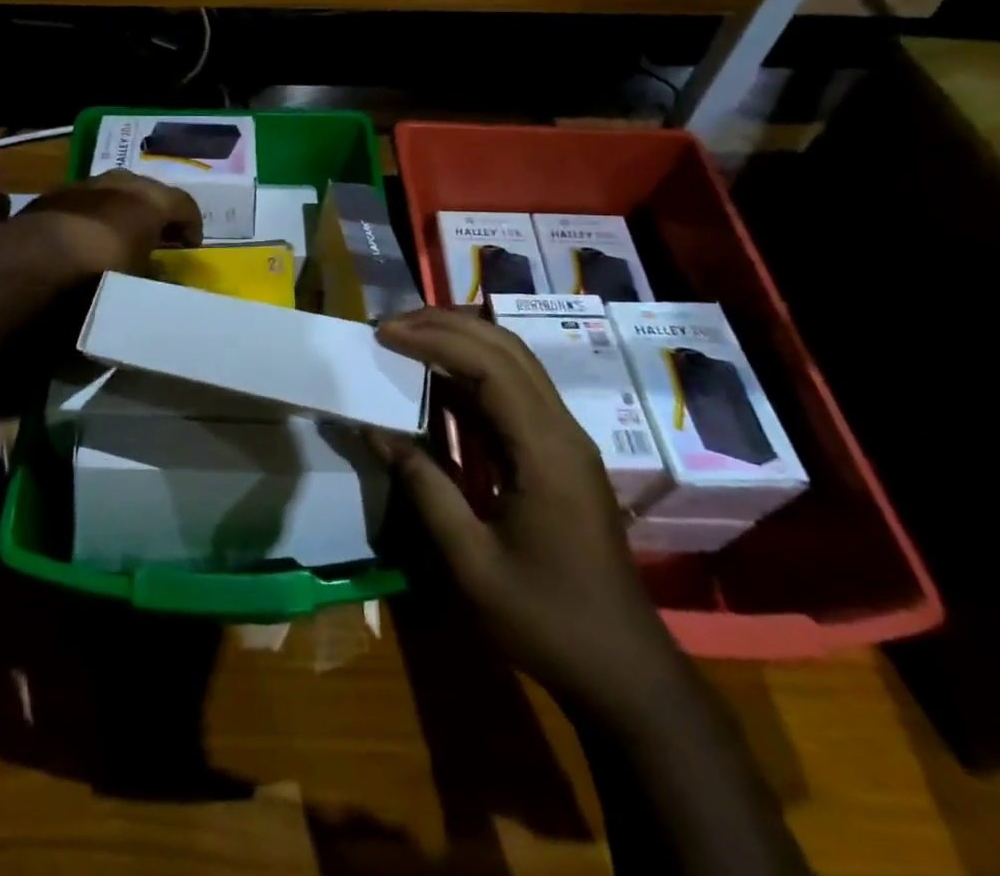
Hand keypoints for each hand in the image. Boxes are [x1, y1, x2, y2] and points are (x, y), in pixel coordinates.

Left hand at [20, 169, 203, 277]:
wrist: (35, 261)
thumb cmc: (102, 272)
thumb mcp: (139, 283)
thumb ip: (155, 276)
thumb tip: (162, 276)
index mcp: (150, 200)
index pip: (184, 204)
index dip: (192, 224)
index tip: (190, 246)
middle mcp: (120, 183)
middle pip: (148, 190)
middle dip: (155, 211)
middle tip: (158, 235)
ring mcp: (84, 185)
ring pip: (112, 191)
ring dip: (120, 209)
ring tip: (119, 234)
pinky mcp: (53, 195)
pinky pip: (82, 202)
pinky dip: (90, 215)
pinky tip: (84, 237)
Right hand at [372, 309, 678, 721]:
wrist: (624, 672)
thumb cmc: (547, 620)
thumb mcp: (471, 561)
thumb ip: (423, 486)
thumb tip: (375, 429)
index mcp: (545, 449)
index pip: (488, 365)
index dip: (433, 339)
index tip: (384, 334)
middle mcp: (561, 430)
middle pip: (506, 349)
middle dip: (446, 326)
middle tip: (390, 327)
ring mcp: (565, 441)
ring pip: (514, 364)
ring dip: (461, 343)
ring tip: (407, 341)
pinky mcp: (560, 456)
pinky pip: (515, 395)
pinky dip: (472, 375)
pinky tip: (437, 384)